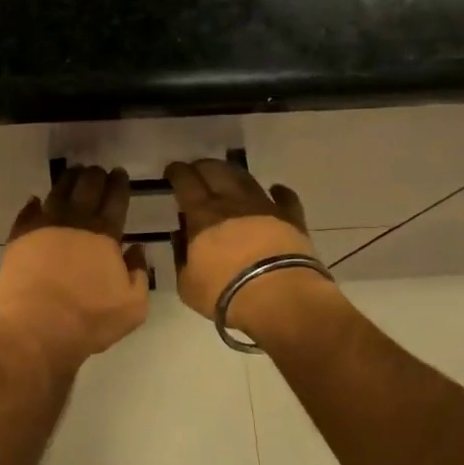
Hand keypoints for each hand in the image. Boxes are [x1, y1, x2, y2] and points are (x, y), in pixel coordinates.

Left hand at [0, 165, 150, 371]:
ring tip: (72, 175)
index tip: (119, 173)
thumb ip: (139, 273)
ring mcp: (43, 227)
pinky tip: (36, 200)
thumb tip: (136, 249)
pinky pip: (27, 213)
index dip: (119, 184)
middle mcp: (74, 222)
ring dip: (67, 181)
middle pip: (86, 188)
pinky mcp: (18, 239)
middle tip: (98, 170)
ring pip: (57, 193)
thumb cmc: (90, 320)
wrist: (37, 330)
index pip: (115, 199)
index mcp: (104, 234)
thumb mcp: (133, 306)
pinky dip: (33, 204)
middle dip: (95, 176)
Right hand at [164, 159, 336, 339]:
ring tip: (227, 174)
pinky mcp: (291, 218)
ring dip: (233, 173)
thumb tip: (180, 236)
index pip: (185, 182)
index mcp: (202, 215)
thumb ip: (181, 256)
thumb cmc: (225, 293)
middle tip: (196, 170)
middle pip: (215, 171)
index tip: (172, 170)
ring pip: (246, 179)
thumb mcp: (187, 284)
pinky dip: (279, 192)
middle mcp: (232, 202)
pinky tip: (275, 190)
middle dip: (202, 166)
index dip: (177, 172)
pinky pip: (286, 198)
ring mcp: (264, 207)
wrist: (279, 298)